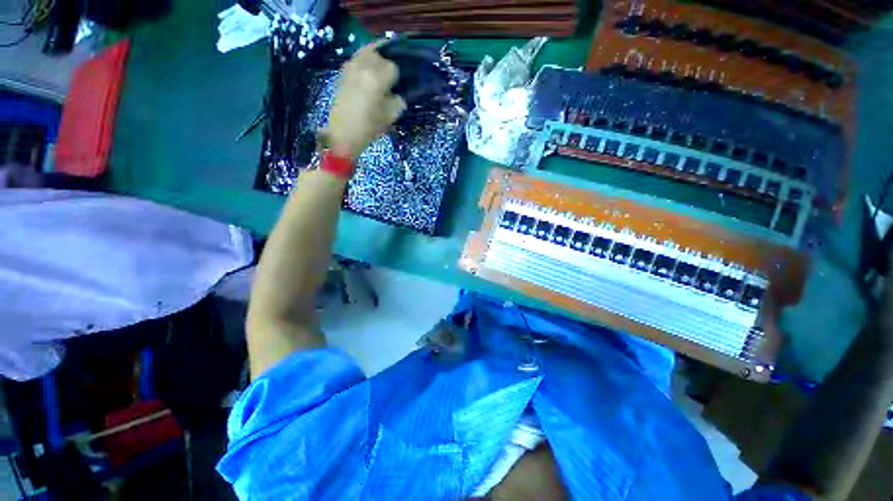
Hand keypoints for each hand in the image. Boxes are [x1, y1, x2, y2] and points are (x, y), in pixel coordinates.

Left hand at [326, 41, 405, 159]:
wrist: (342, 135)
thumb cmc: (368, 128)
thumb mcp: (389, 117)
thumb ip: (397, 101)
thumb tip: (399, 93)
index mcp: (376, 78)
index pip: (393, 67)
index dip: (397, 77)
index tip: (398, 87)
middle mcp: (362, 67)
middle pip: (378, 53)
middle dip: (386, 63)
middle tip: (389, 78)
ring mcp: (350, 68)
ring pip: (365, 53)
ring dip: (374, 60)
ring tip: (379, 75)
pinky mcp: (342, 73)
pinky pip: (356, 60)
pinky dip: (364, 64)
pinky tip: (367, 78)